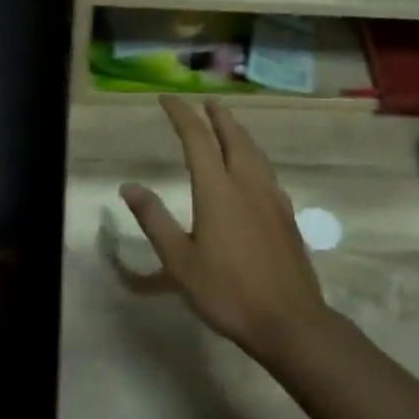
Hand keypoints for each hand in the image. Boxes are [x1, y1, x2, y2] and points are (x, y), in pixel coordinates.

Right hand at [120, 96, 328, 364]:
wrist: (289, 320)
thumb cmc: (227, 291)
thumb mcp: (179, 261)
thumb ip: (154, 220)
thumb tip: (129, 187)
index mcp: (217, 189)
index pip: (196, 138)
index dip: (181, 114)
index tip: (167, 99)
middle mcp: (247, 182)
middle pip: (232, 135)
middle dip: (216, 115)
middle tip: (205, 102)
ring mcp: (271, 196)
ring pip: (254, 150)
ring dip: (238, 131)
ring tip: (227, 125)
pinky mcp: (286, 212)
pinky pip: (266, 169)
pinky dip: (253, 154)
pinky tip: (252, 168)